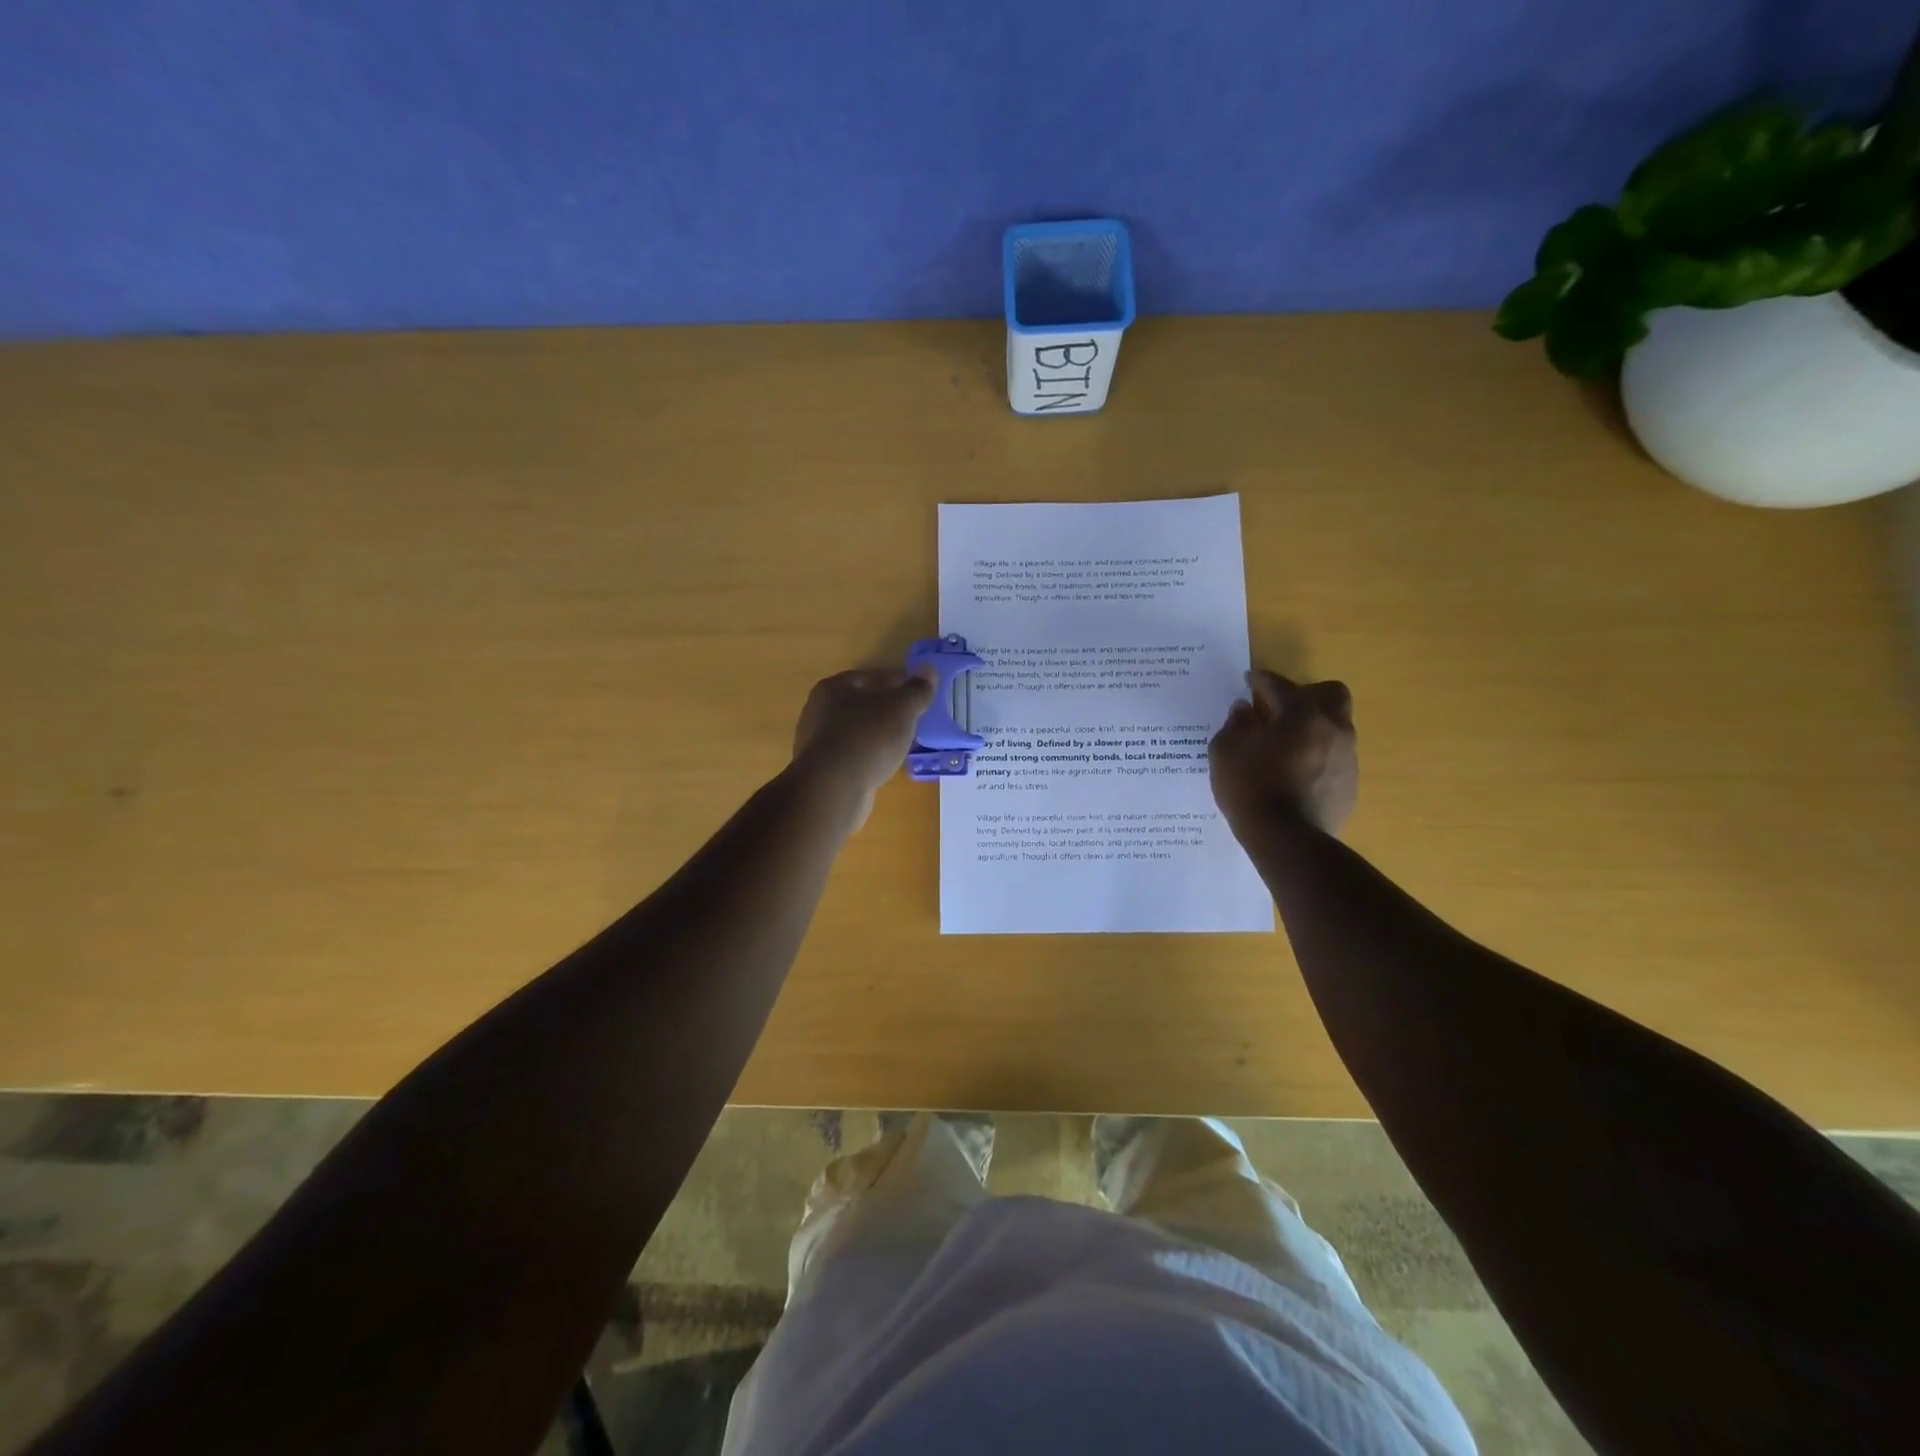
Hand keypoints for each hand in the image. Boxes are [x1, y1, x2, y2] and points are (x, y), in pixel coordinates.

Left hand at [790, 666, 937, 829]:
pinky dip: (868, 756)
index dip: (897, 682)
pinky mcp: (821, 770)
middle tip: (913, 719)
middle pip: (861, 704)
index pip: (871, 677)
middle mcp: (818, 711)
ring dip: (878, 735)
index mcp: (834, 688)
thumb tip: (929, 670)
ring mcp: (817, 743)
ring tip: (903, 744)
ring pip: (856, 731)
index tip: (919, 693)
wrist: (833, 790)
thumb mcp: (901, 709)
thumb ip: (917, 690)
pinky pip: (852, 755)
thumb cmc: (867, 738)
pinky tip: (884, 765)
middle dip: (887, 710)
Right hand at [1209, 670, 1357, 836]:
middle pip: (1331, 693)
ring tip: (1284, 746)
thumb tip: (1244, 710)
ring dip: (1312, 727)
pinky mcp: (1349, 785)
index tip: (1249, 680)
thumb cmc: (1250, 789)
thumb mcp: (1226, 752)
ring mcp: (1347, 758)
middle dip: (1306, 694)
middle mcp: (1333, 729)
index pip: (1280, 686)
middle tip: (1280, 708)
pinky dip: (1316, 756)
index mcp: (1302, 715)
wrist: (1286, 840)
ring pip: (1335, 727)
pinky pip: (1334, 757)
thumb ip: (1235, 724)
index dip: (1261, 680)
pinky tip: (1294, 774)